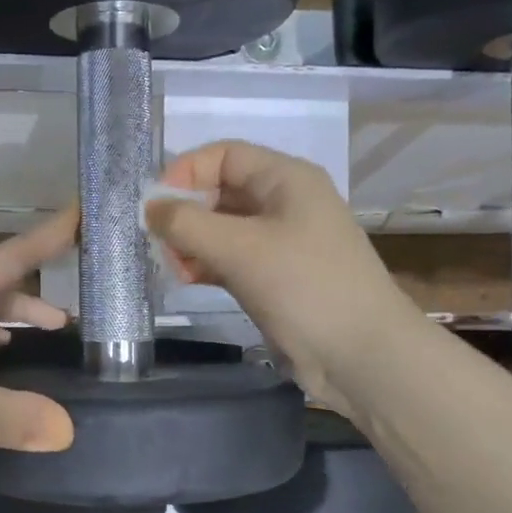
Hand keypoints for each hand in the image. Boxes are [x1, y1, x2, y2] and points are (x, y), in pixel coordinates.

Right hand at [146, 142, 398, 410]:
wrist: (362, 356)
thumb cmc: (305, 287)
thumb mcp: (240, 249)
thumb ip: (187, 224)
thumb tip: (149, 208)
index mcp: (287, 179)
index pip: (225, 156)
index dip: (186, 172)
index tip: (155, 206)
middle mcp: (284, 203)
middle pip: (221, 191)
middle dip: (186, 212)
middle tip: (160, 242)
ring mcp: (281, 243)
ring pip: (223, 228)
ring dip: (192, 242)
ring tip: (174, 266)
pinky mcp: (275, 278)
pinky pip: (231, 259)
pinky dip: (206, 264)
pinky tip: (188, 279)